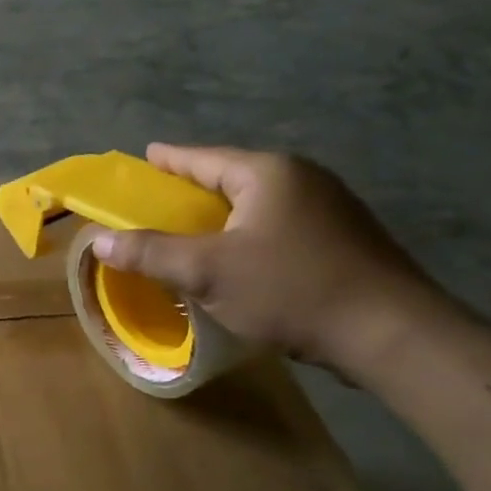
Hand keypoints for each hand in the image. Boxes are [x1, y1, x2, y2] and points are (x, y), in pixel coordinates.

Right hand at [89, 145, 446, 377]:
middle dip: (196, 188)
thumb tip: (99, 239)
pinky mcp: (346, 240)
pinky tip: (242, 259)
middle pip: (233, 177)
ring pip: (259, 204)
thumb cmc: (291, 290)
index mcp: (269, 173)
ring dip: (224, 215)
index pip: (205, 158)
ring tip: (196, 231)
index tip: (146, 156)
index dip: (170, 160)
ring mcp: (331, 209)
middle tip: (162, 200)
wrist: (391, 334)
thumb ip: (151, 252)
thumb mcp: (208, 272)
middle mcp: (303, 180)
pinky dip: (251, 235)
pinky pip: (281, 226)